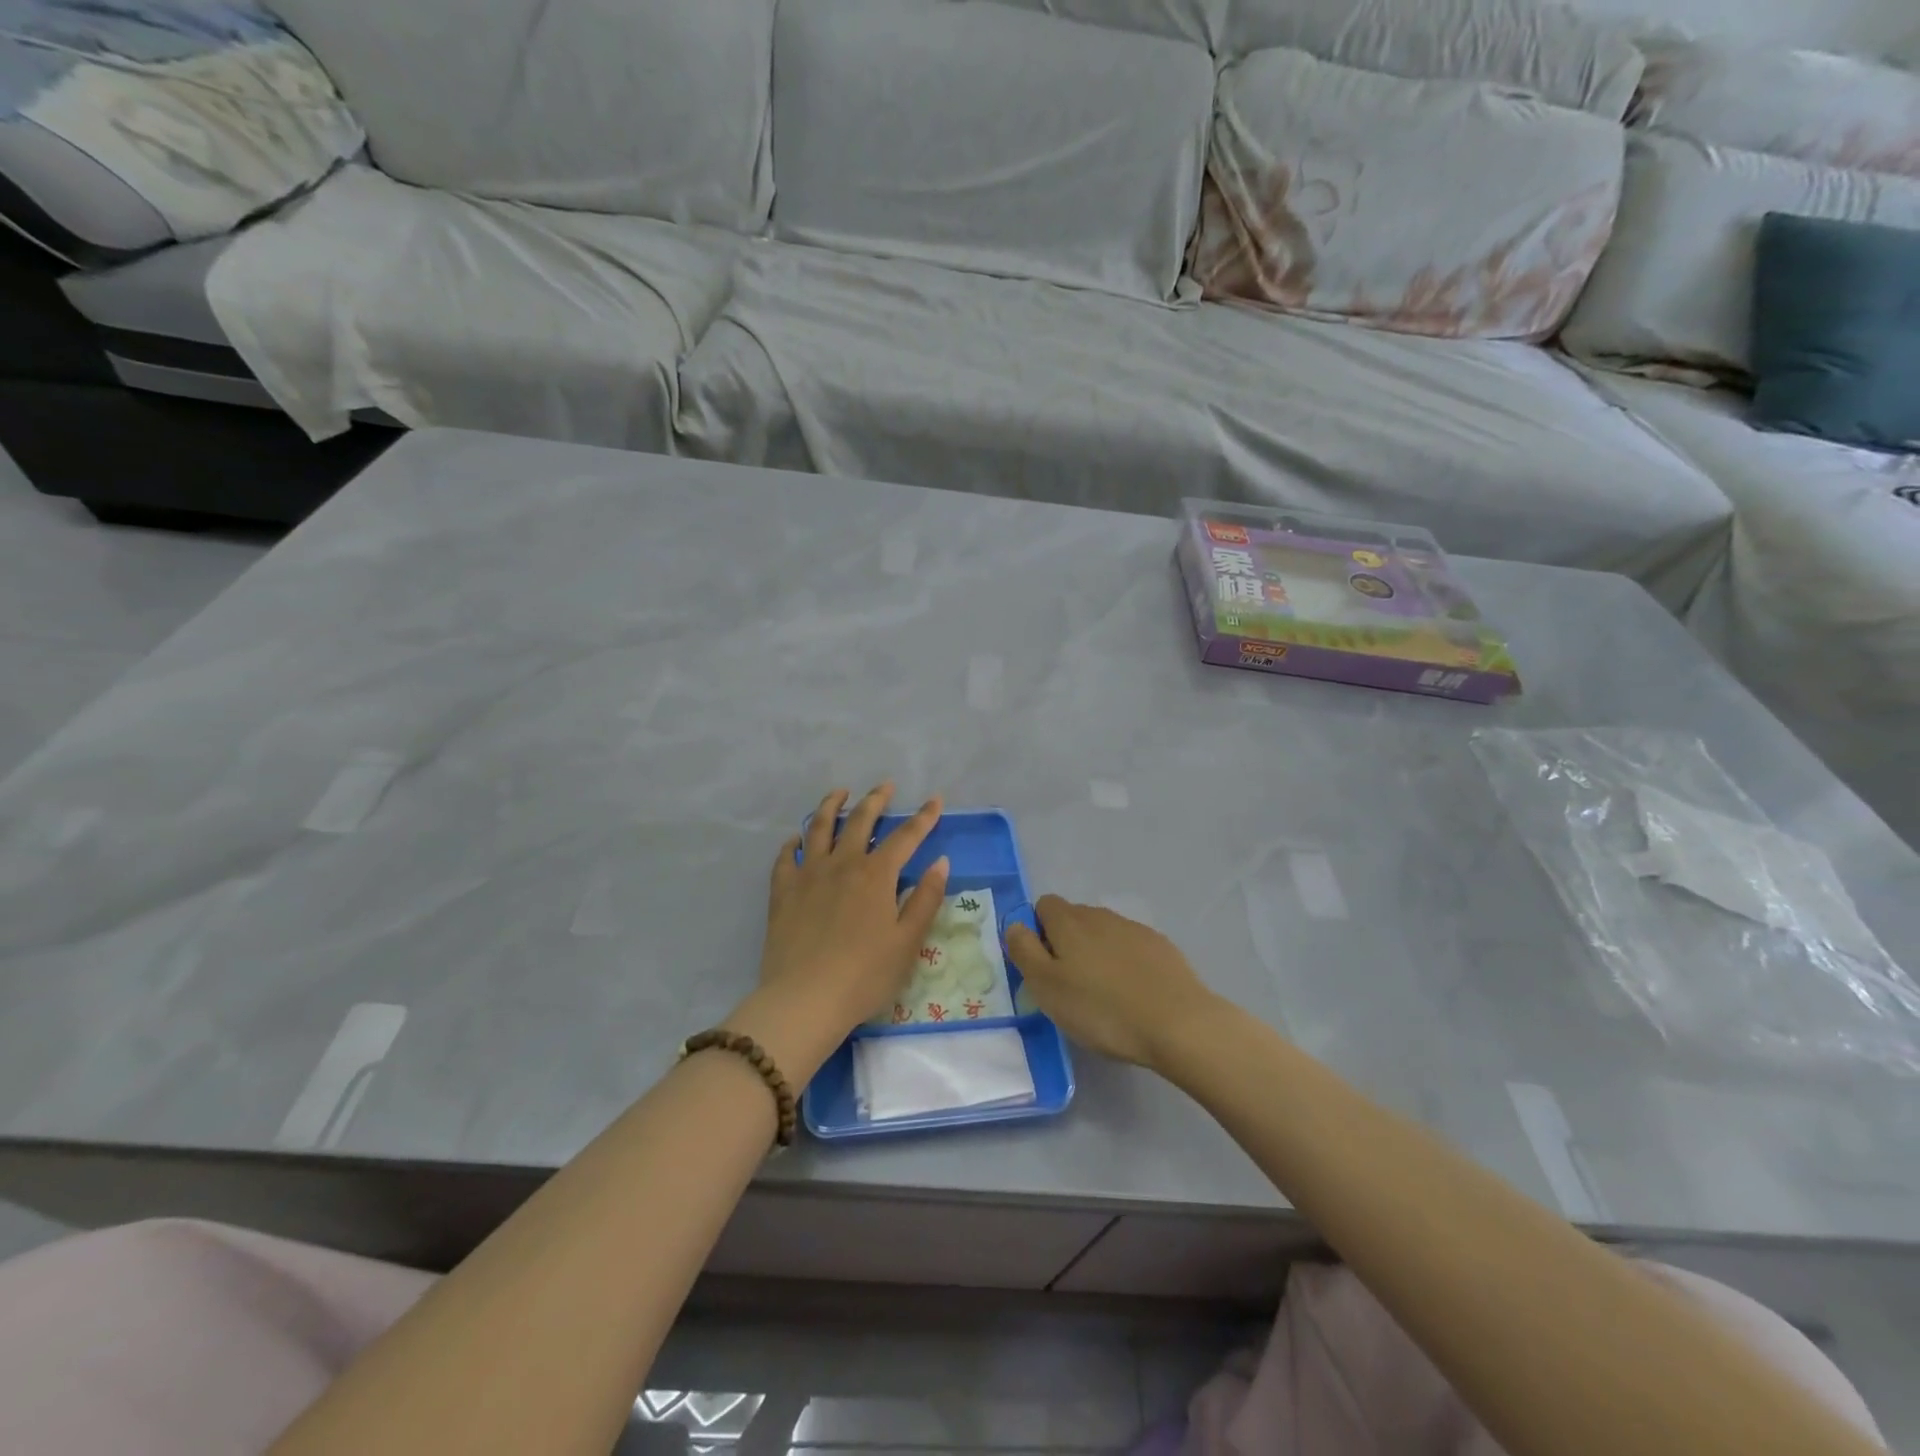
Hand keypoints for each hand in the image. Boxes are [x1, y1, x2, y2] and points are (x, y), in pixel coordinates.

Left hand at [730, 785, 949, 1080]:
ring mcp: (809, 875)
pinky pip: (786, 857)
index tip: (935, 799)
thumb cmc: (865, 975)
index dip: (923, 817)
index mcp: (877, 875)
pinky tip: (796, 839)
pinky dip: (793, 843)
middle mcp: (843, 864)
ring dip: (831, 806)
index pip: (906, 836)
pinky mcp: (783, 891)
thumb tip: (940, 862)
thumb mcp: (908, 942)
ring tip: (839, 793)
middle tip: (885, 786)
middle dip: (875, 800)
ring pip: (819, 828)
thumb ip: (926, 899)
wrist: (805, 999)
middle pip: (860, 821)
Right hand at [1006, 896, 1218, 1071]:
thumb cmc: (1102, 1009)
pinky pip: (1131, 947)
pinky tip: (1133, 995)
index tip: (1043, 967)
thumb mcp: (1047, 987)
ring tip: (1102, 995)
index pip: (1043, 906)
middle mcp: (1101, 916)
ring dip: (1096, 954)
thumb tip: (1015, 925)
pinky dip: (1125, 964)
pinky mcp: (1161, 947)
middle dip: (1066, 943)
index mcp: (1069, 922)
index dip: (1037, 931)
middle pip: (1073, 918)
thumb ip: (1024, 951)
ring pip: (1103, 933)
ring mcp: (1134, 929)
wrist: (1178, 1023)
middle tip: (1069, 986)